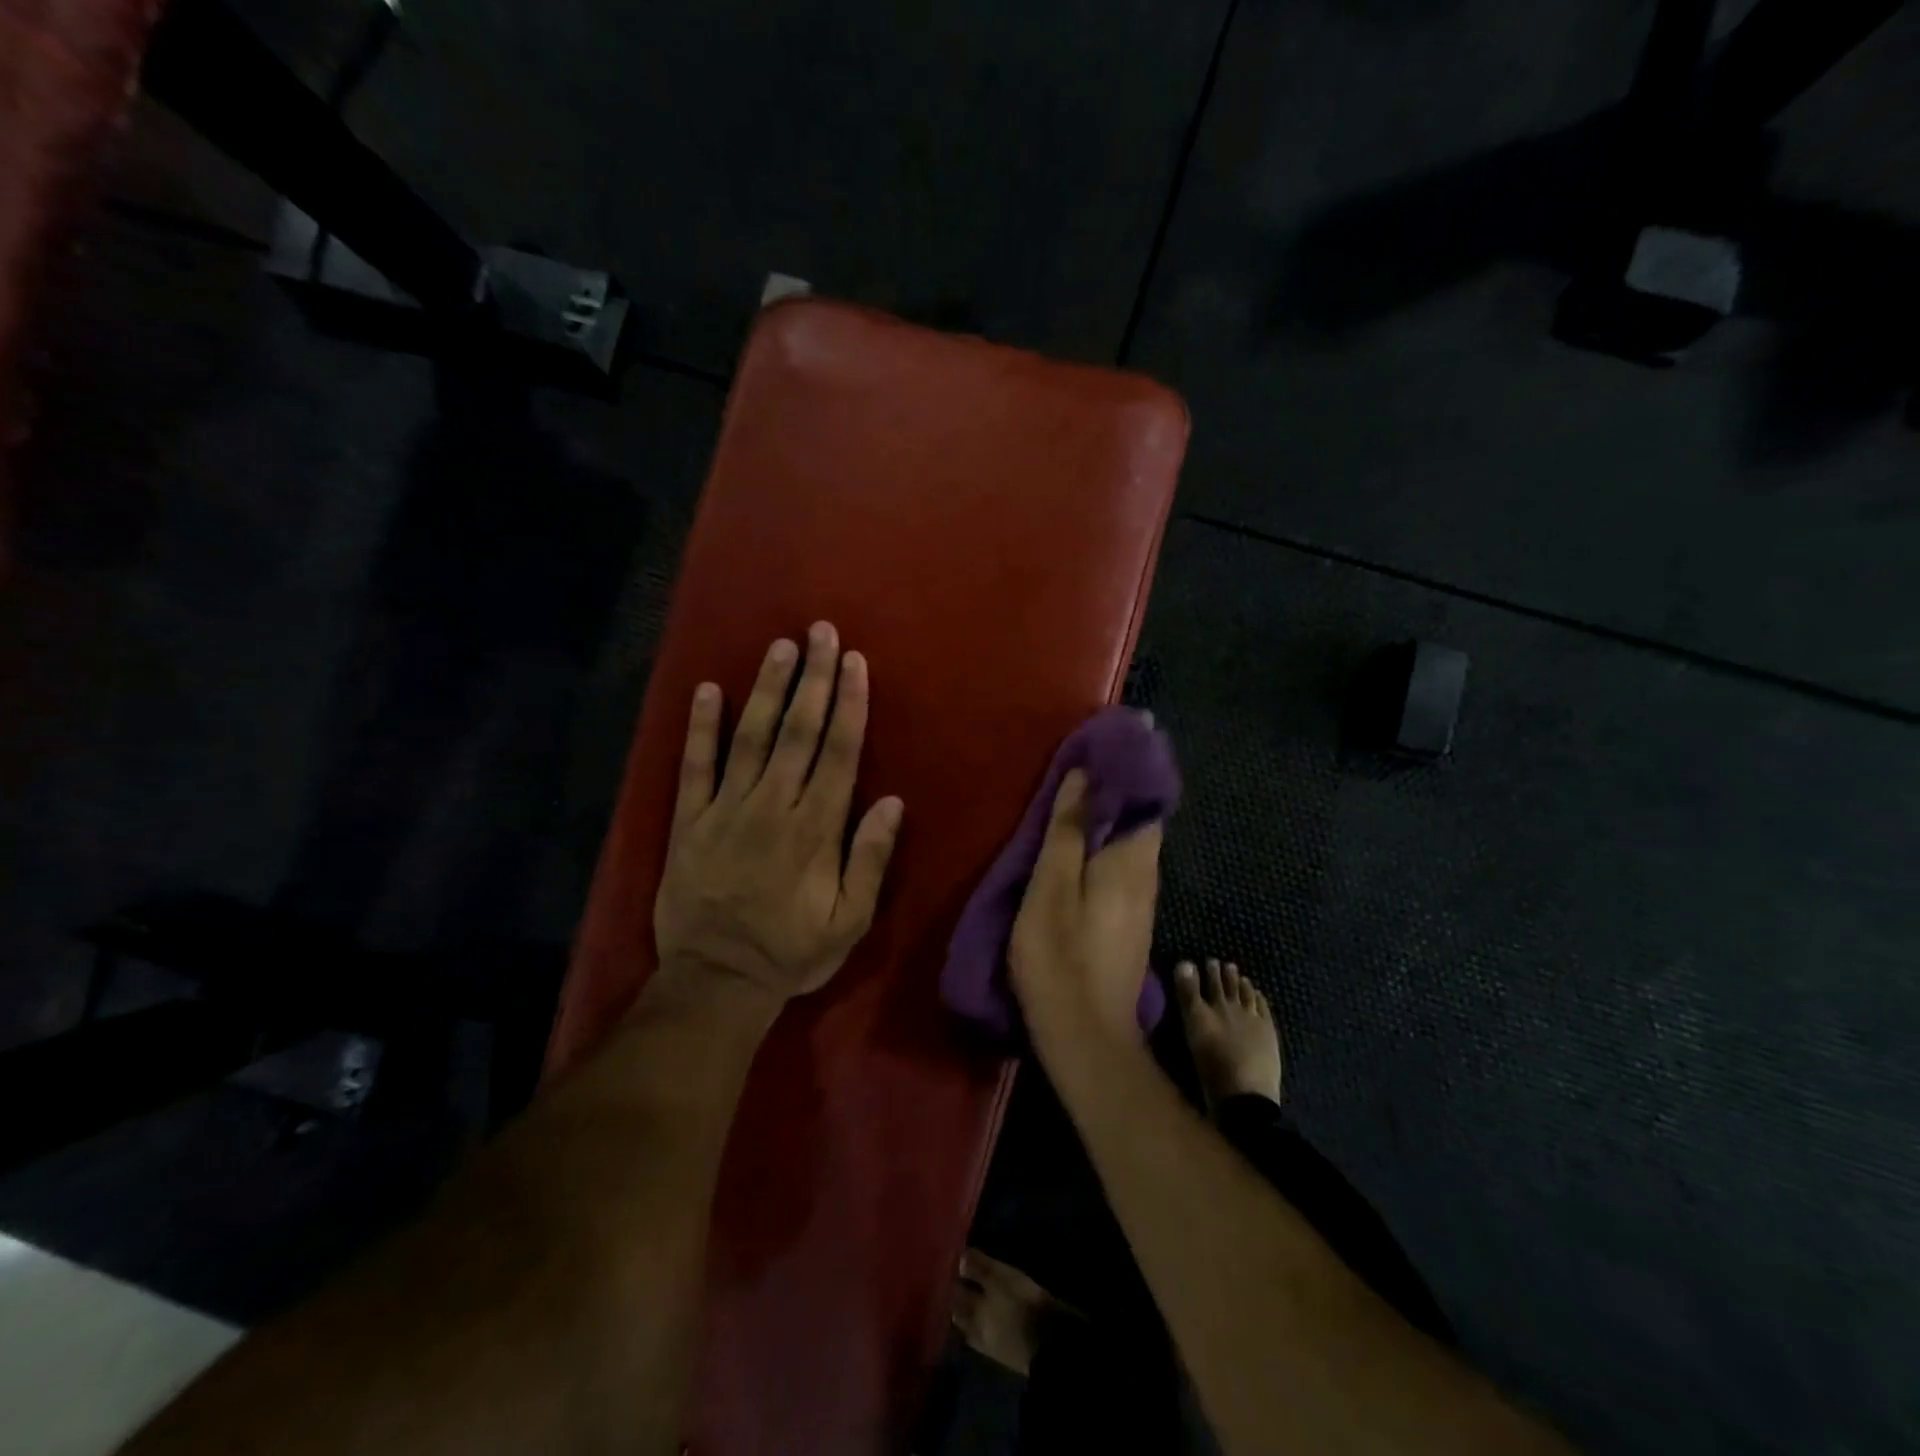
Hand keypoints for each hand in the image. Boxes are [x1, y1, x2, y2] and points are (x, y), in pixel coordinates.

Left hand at [652, 622, 903, 1011]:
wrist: (715, 981)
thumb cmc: (790, 952)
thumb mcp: (848, 921)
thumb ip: (870, 860)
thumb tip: (892, 802)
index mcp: (815, 828)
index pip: (838, 753)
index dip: (849, 704)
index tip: (855, 663)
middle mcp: (773, 806)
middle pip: (798, 732)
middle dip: (814, 679)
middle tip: (822, 633)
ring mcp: (726, 809)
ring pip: (751, 737)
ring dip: (768, 689)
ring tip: (781, 648)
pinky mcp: (689, 820)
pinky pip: (694, 766)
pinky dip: (700, 727)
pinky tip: (708, 690)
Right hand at [1007, 769, 1162, 1047]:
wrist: (1086, 1037)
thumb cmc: (1060, 957)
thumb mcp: (1050, 888)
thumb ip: (1066, 832)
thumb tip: (1083, 777)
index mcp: (1132, 862)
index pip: (1145, 801)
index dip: (1125, 774)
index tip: (1097, 754)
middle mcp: (1147, 878)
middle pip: (1138, 824)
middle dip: (1113, 797)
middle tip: (1074, 777)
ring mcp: (1142, 906)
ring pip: (1129, 850)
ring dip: (1106, 826)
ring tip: (1070, 810)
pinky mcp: (1130, 927)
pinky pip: (1122, 874)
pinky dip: (1103, 854)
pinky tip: (1077, 859)